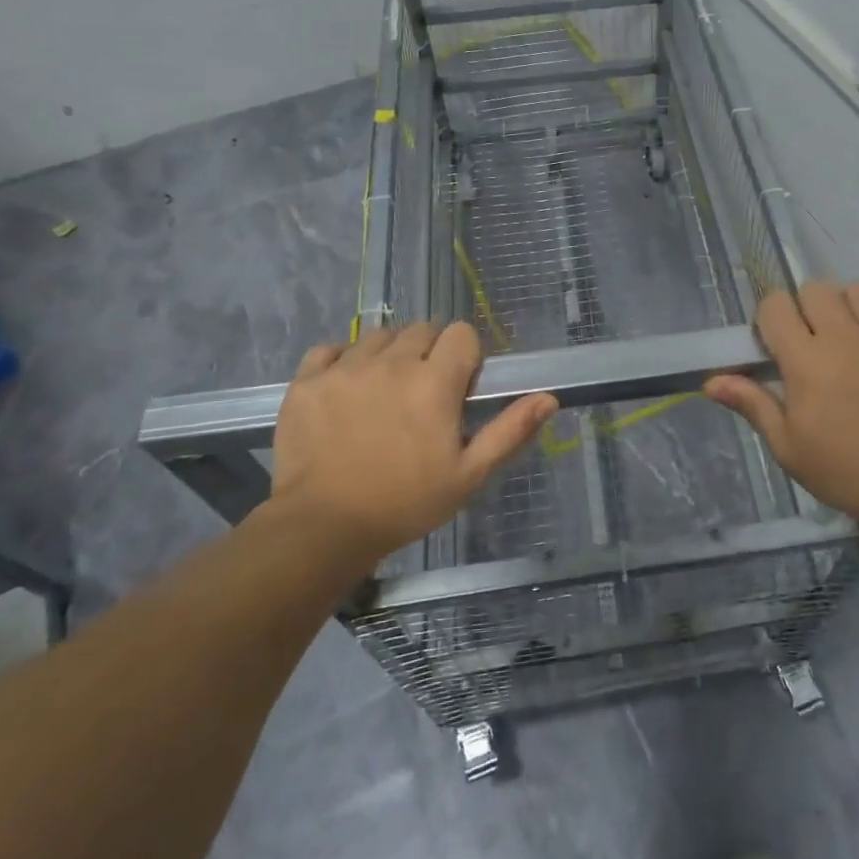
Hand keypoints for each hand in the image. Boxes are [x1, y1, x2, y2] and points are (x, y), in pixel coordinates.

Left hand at [267, 322, 556, 564]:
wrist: (322, 529)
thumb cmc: (405, 503)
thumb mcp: (468, 475)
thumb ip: (510, 431)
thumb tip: (550, 398)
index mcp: (434, 382)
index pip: (460, 333)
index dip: (465, 356)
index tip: (458, 389)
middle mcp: (391, 362)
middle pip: (421, 330)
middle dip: (429, 353)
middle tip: (421, 395)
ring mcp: (345, 368)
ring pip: (377, 337)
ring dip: (387, 355)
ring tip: (382, 394)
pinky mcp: (308, 380)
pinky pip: (330, 349)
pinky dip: (341, 362)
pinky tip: (344, 392)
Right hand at [704, 281, 858, 532]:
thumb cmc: (845, 472)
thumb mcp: (788, 447)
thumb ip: (753, 404)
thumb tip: (710, 381)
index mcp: (805, 361)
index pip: (775, 306)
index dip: (769, 319)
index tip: (775, 345)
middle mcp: (844, 337)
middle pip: (814, 289)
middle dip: (804, 308)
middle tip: (811, 342)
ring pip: (858, 289)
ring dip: (846, 304)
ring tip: (849, 334)